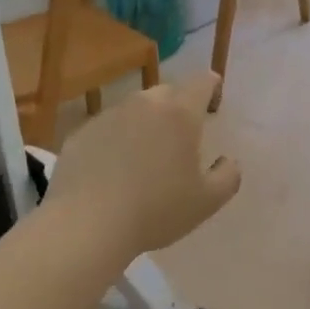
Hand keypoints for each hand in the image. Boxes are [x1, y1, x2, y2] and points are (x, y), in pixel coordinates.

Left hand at [47, 71, 241, 254]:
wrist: (87, 225)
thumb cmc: (156, 211)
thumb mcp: (207, 202)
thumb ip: (228, 176)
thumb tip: (228, 161)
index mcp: (180, 114)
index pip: (202, 82)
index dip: (211, 87)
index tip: (213, 100)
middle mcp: (144, 104)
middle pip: (167, 93)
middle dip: (178, 107)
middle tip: (180, 137)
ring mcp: (108, 116)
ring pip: (134, 109)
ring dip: (144, 124)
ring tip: (144, 157)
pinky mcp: (81, 133)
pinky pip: (107, 129)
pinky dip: (115, 141)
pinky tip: (112, 171)